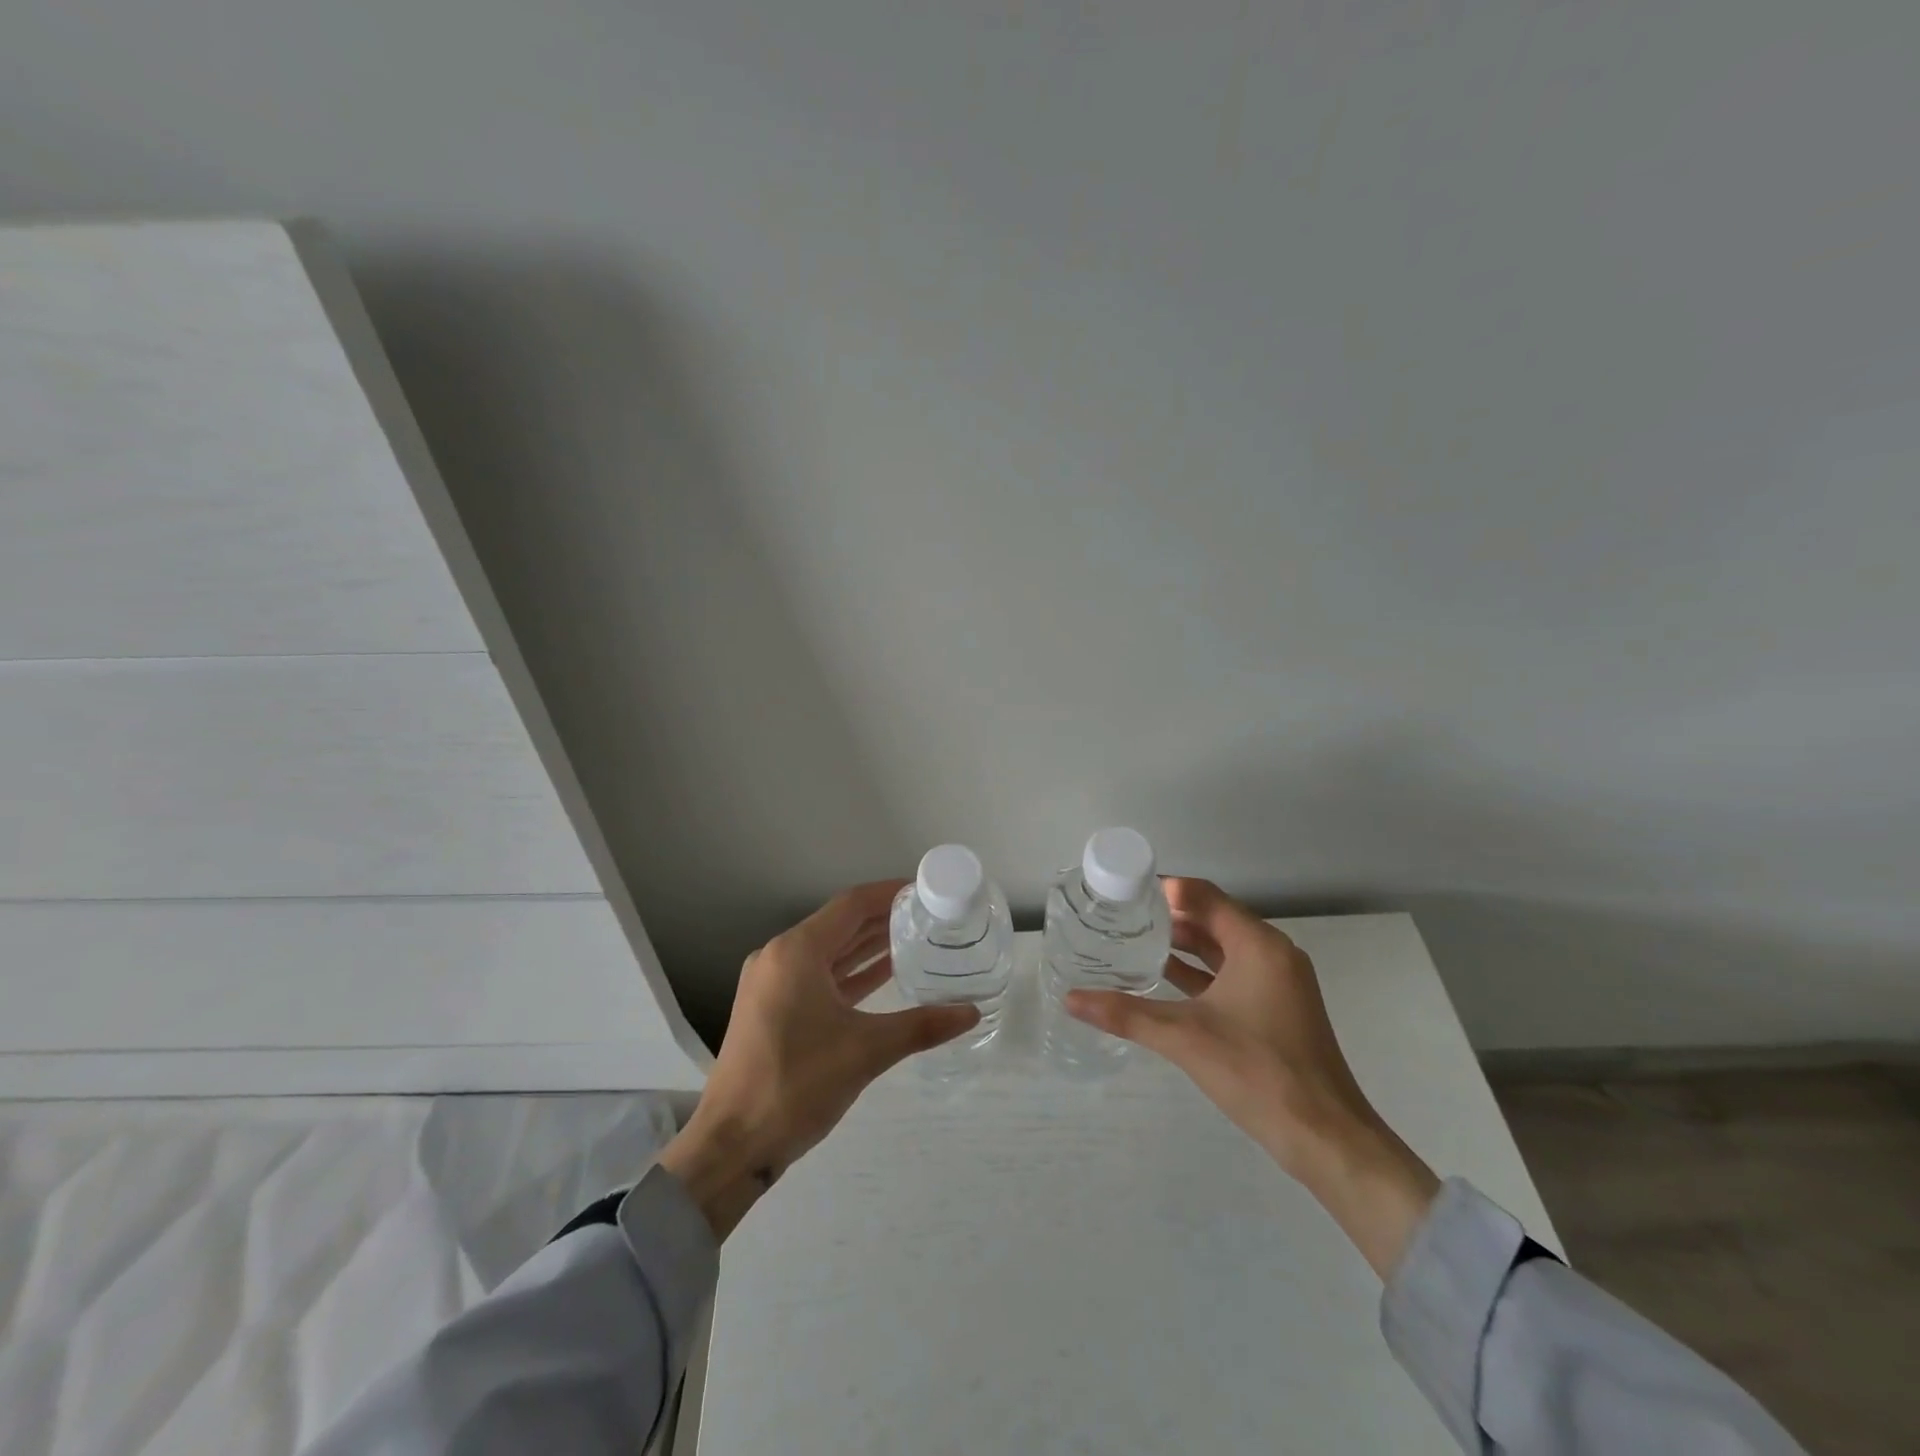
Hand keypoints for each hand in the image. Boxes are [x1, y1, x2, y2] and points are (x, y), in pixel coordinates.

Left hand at [658, 880, 979, 1238]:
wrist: (732, 1145)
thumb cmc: (796, 1085)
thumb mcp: (865, 1051)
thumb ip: (921, 1026)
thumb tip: (971, 1012)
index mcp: (796, 952)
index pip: (851, 905)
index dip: (889, 893)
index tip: (926, 891)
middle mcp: (780, 957)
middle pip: (840, 924)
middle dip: (883, 919)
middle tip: (929, 916)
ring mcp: (772, 983)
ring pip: (829, 951)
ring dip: (868, 946)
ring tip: (915, 939)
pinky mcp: (772, 1008)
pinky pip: (818, 976)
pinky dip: (850, 973)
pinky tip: (884, 975)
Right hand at [1065, 877, 1440, 1277]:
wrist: (1326, 1138)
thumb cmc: (1259, 1072)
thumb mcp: (1185, 1038)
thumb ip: (1126, 1014)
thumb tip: (1071, 999)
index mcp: (1258, 945)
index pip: (1203, 896)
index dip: (1163, 889)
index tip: (1123, 892)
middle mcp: (1272, 953)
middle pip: (1212, 918)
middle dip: (1167, 916)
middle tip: (1119, 915)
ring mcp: (1277, 982)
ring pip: (1221, 948)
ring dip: (1181, 944)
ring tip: (1132, 940)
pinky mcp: (1275, 1008)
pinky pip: (1230, 974)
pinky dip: (1198, 972)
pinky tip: (1161, 978)